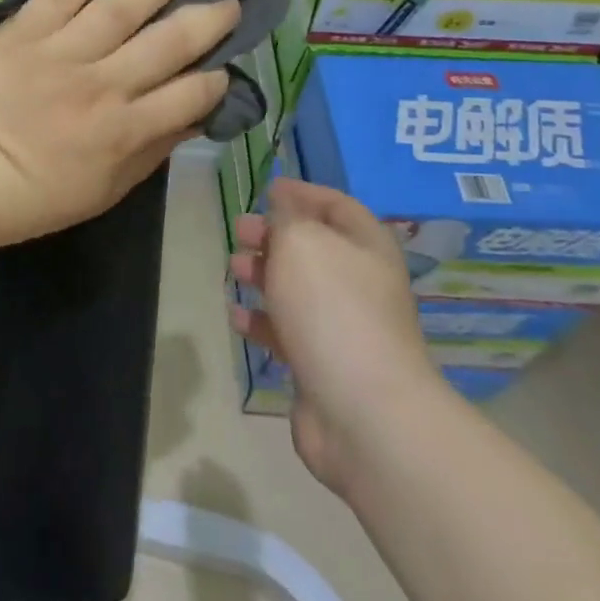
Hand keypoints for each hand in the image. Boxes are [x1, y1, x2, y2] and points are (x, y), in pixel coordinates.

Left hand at [0, 0, 238, 249]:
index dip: (215, 78)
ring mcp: (63, 52)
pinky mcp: (26, 31)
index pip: (189, 94)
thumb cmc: (35, 195)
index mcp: (125, 130)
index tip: (225, 63)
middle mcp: (104, 85)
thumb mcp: (106, 191)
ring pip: (124, 5)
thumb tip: (193, 117)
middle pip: (169, 42)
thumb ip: (152, 152)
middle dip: (207, 17)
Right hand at [230, 179, 445, 494]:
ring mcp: (344, 326)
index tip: (267, 189)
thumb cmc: (331, 308)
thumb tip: (283, 203)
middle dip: (274, 235)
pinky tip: (237, 317)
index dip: (302, 193)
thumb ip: (287, 217)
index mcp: (366, 246)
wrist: (362, 411)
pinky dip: (261, 320)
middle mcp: (360, 282)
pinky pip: (287, 331)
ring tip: (233, 271)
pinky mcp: (323, 365)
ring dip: (263, 275)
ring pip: (297, 288)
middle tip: (240, 231)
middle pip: (313, 246)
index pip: (336, 205)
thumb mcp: (301, 241)